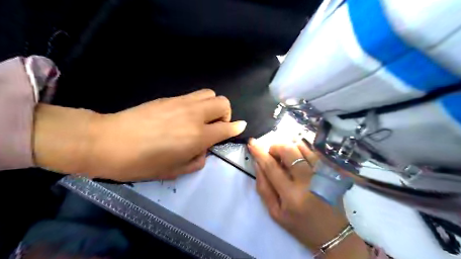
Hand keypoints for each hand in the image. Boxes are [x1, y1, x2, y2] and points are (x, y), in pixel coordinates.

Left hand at [34, 90, 246, 180]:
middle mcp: (194, 115)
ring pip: (209, 93)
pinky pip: (193, 95)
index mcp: (197, 136)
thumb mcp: (174, 171)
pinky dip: (198, 103)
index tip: (238, 128)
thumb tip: (203, 151)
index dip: (236, 127)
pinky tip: (186, 115)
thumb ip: (196, 161)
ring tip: (202, 118)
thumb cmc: (142, 163)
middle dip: (225, 114)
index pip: (227, 127)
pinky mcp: (169, 98)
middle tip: (215, 127)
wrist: (108, 142)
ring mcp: (181, 103)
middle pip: (222, 103)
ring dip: (213, 105)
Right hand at [246, 139, 369, 258]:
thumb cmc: (299, 225)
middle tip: (272, 154)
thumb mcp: (275, 213)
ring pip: (302, 147)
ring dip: (289, 146)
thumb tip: (258, 164)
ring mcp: (321, 174)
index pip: (271, 167)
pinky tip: (298, 152)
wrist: (332, 233)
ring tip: (285, 155)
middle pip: (288, 151)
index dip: (259, 152)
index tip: (252, 143)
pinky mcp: (330, 171)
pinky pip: (315, 151)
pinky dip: (302, 147)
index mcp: (291, 195)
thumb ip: (264, 188)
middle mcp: (307, 181)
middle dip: (275, 147)